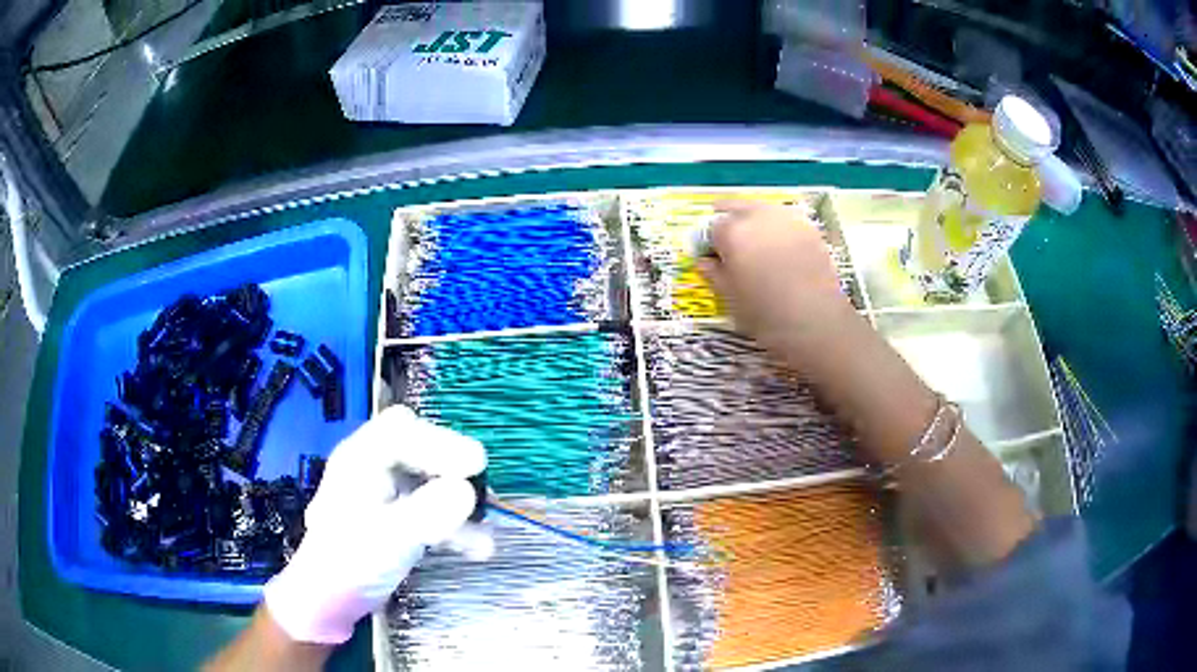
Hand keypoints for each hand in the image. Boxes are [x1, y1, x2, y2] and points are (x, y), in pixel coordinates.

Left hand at [262, 405, 488, 644]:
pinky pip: (431, 509)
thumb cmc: (349, 564)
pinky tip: (477, 547)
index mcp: (359, 460)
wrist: (332, 601)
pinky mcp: (398, 519)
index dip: (440, 442)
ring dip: (459, 501)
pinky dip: (454, 524)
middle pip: (419, 448)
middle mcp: (372, 468)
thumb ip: (427, 513)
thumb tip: (467, 491)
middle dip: (452, 466)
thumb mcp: (388, 538)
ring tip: (485, 526)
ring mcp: (386, 494)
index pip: (401, 430)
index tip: (475, 465)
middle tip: (481, 484)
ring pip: (430, 480)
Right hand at [697, 200, 854, 354]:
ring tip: (756, 243)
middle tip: (729, 243)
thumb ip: (714, 274)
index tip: (710, 257)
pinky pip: (785, 220)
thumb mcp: (730, 298)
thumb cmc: (765, 314)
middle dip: (729, 220)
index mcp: (732, 232)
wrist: (816, 321)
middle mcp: (758, 215)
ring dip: (754, 220)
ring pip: (762, 209)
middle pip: (736, 207)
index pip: (710, 227)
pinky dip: (777, 228)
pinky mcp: (809, 228)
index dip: (708, 242)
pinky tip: (780, 248)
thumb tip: (705, 261)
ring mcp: (787, 218)